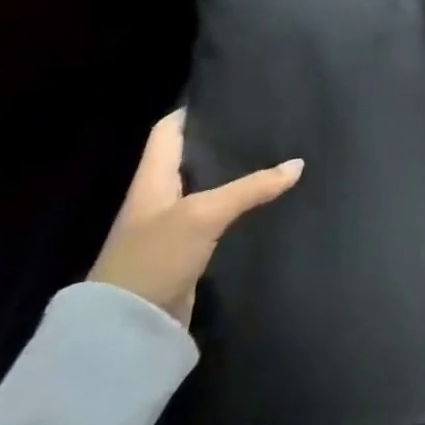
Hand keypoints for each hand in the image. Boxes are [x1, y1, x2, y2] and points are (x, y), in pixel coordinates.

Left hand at [88, 109, 303, 325]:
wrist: (127, 331)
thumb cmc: (155, 256)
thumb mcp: (204, 214)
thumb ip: (251, 188)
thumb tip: (297, 164)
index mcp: (152, 178)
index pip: (168, 130)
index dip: (192, 110)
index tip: (228, 94)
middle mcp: (159, 197)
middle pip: (190, 157)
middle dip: (221, 141)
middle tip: (262, 123)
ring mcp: (171, 227)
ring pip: (206, 189)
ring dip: (232, 176)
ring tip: (272, 155)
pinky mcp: (186, 254)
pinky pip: (215, 220)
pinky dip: (236, 209)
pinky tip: (263, 202)